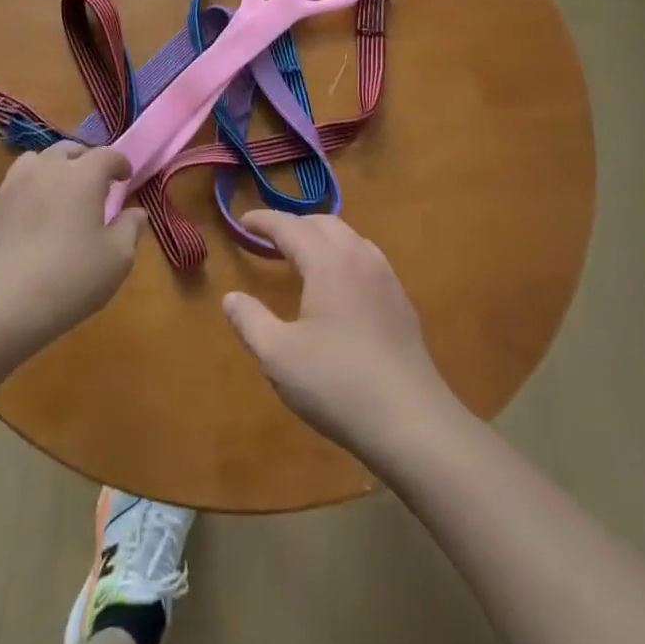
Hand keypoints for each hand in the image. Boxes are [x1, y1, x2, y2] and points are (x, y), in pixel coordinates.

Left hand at [0, 143, 145, 359]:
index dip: (120, 163)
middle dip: (87, 160)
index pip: (106, 155)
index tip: (126, 177)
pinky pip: (17, 181)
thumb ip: (131, 228)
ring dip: (55, 167)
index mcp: (83, 176)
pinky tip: (35, 212)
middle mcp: (48, 169)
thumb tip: (136, 212)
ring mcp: (15, 184)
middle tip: (96, 183)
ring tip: (61, 190)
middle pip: (69, 150)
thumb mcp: (117, 259)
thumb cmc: (69, 278)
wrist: (0, 304)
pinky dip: (31, 185)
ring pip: (38, 159)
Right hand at [223, 212, 459, 458]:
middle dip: (294, 224)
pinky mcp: (402, 304)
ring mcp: (387, 280)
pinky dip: (344, 256)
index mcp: (328, 263)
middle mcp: (360, 259)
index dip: (264, 221)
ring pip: (351, 239)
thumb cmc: (337, 384)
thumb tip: (231, 297)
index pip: (290, 226)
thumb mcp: (278, 356)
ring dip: (322, 237)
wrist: (413, 423)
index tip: (243, 222)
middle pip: (324, 223)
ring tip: (302, 257)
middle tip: (269, 239)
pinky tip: (339, 287)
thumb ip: (250, 321)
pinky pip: (368, 260)